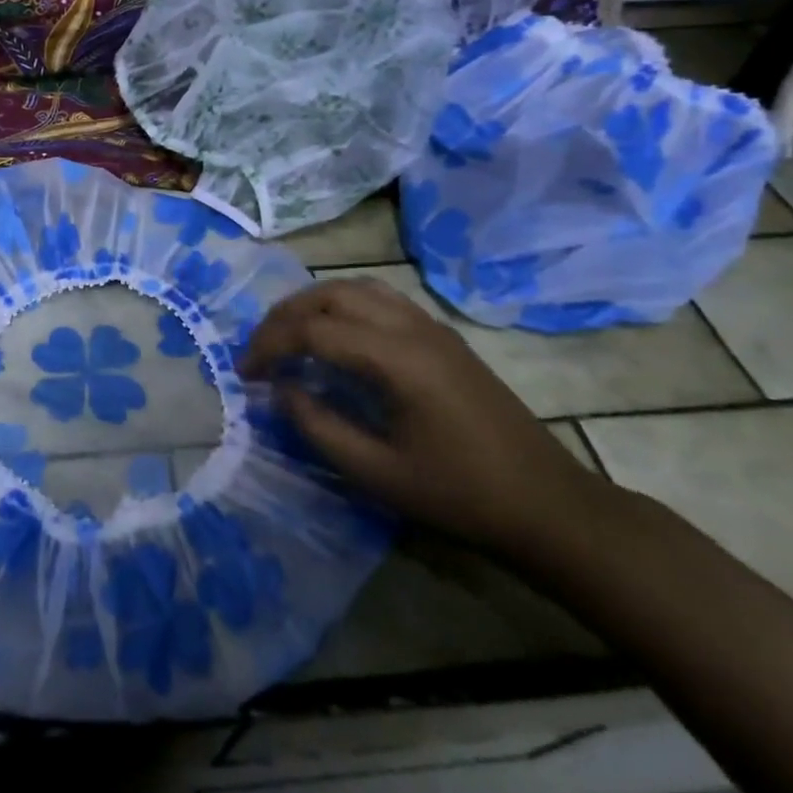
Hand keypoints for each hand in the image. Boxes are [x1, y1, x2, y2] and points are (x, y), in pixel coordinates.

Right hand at [242, 276, 611, 561]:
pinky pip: (380, 299)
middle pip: (330, 296)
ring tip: (288, 335)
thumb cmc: (459, 495)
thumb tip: (282, 390)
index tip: (245, 374)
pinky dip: (343, 306)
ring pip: (356, 288)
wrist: (547, 504)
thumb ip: (318, 427)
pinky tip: (335, 336)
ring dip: (313, 304)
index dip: (269, 346)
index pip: (313, 330)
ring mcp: (431, 327)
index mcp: (396, 359)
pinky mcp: (442, 336)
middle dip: (284, 317)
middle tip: (260, 351)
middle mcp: (411, 327)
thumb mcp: (377, 474)